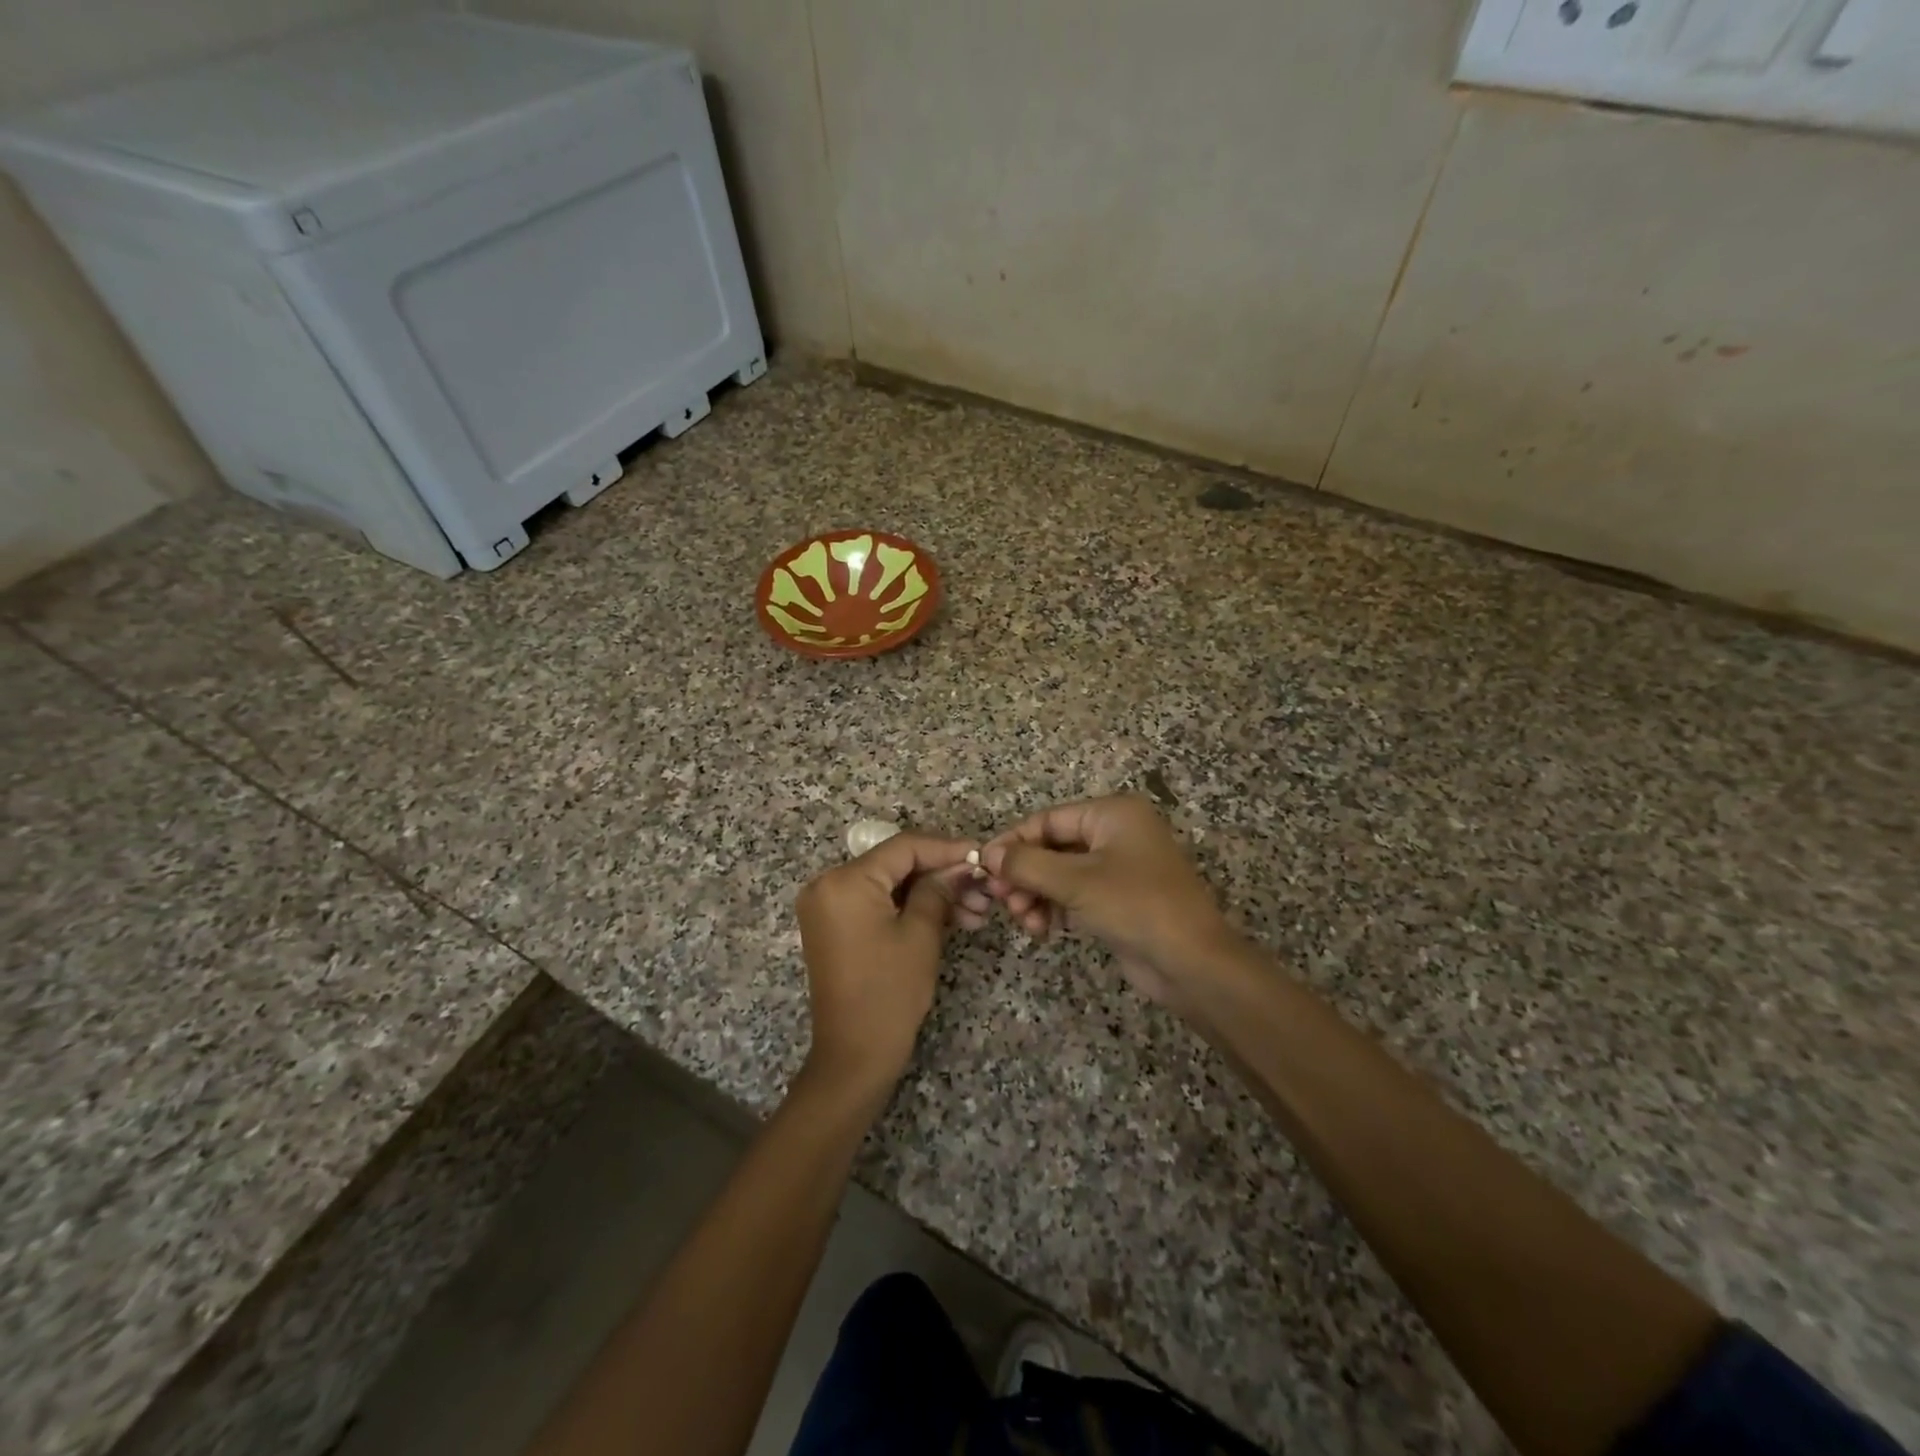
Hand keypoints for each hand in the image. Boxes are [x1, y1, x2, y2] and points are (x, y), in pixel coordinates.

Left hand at [796, 832, 976, 1098]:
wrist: (854, 1056)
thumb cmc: (890, 992)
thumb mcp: (922, 934)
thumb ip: (940, 889)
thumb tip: (961, 865)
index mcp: (845, 881)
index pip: (903, 847)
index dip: (946, 848)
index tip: (980, 855)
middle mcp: (828, 884)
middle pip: (896, 864)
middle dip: (942, 875)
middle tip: (983, 889)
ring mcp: (828, 906)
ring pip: (890, 885)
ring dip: (930, 893)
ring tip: (975, 910)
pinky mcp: (835, 926)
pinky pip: (877, 902)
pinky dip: (908, 907)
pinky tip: (949, 917)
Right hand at [980, 795, 1235, 1009]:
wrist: (1192, 963)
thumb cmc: (1136, 906)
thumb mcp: (1076, 882)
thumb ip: (1027, 864)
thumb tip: (987, 854)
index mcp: (1112, 814)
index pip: (1048, 819)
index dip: (1013, 842)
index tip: (983, 867)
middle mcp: (1116, 833)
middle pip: (1052, 846)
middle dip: (1024, 874)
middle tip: (1002, 901)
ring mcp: (1118, 868)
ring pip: (1060, 873)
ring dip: (1036, 895)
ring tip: (1024, 921)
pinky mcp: (1118, 899)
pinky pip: (1074, 894)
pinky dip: (1054, 907)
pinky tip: (1041, 928)